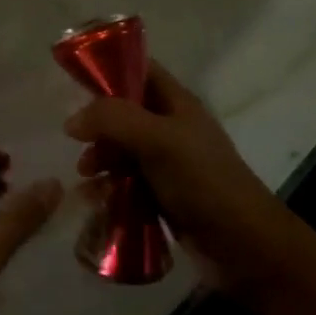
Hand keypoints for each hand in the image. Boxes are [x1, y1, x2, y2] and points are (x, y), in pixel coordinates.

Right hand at [65, 60, 286, 291]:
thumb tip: (72, 121)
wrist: (243, 243)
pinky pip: (127, 184)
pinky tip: (93, 201)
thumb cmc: (203, 181)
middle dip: (99, 129)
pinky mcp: (163, 196)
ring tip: (87, 179)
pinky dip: (109, 188)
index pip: (140, 71)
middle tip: (82, 149)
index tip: (74, 86)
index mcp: (177, 104)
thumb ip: (113, 121)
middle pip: (124, 115)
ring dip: (101, 161)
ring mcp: (168, 164)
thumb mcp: (158, 140)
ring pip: (123, 152)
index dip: (109, 71)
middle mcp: (172, 128)